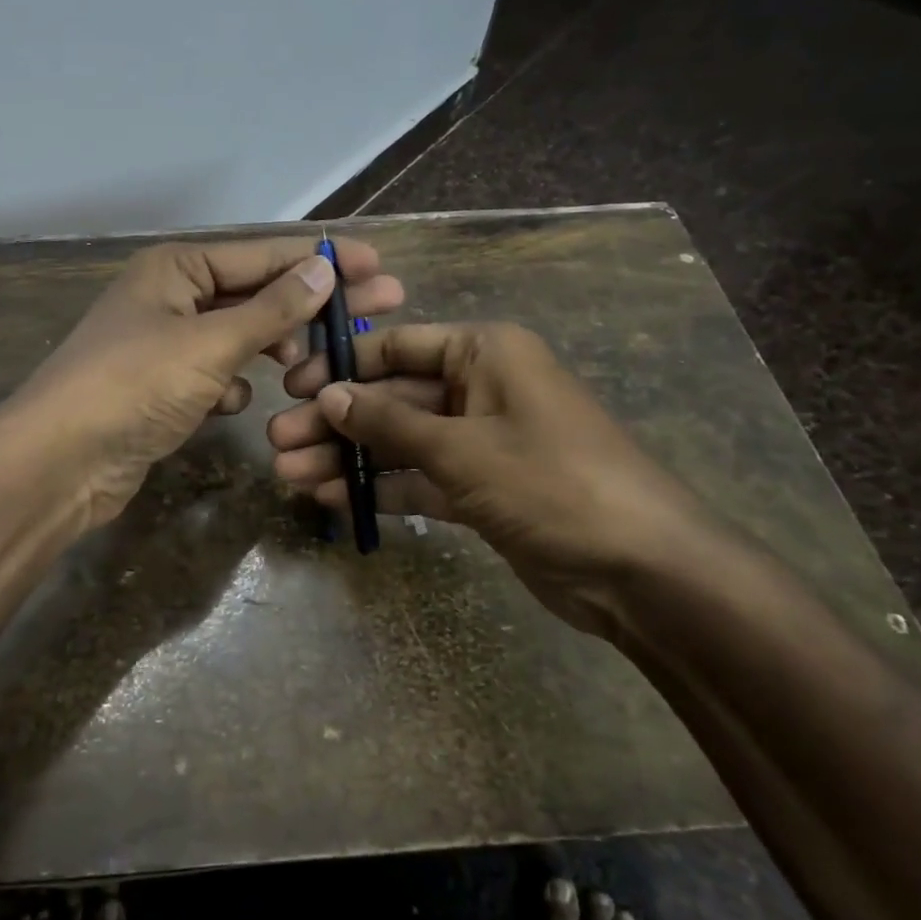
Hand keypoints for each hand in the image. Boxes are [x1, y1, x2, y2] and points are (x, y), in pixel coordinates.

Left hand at [6, 236, 402, 531]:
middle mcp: (170, 297)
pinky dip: (229, 388)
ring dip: (269, 351)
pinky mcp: (162, 389)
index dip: (323, 259)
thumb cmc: (134, 387)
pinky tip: (232, 405)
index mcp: (176, 268)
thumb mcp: (209, 343)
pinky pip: (214, 376)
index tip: (379, 265)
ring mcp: (165, 345)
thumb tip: (324, 267)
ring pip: (238, 338)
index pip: (265, 254)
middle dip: (312, 306)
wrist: (60, 463)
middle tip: (382, 307)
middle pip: (257, 294)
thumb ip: (272, 308)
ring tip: (305, 369)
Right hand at [268, 321, 729, 634]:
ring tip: (290, 476)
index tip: (292, 387)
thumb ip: (389, 423)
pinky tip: (332, 500)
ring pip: (400, 442)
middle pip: (392, 398)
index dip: (342, 365)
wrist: (643, 572)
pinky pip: (419, 479)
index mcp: (485, 353)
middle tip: (278, 443)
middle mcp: (480, 388)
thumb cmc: (552, 483)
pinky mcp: (481, 490)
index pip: (397, 347)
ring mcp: (480, 442)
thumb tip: (328, 397)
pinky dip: (381, 488)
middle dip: (336, 422)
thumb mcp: (462, 448)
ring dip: (349, 458)